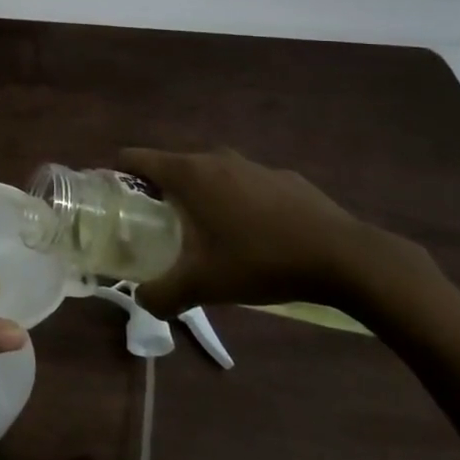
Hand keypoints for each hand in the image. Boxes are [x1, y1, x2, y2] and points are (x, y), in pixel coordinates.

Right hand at [122, 147, 427, 317]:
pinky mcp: (285, 178)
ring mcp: (253, 165)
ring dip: (200, 200)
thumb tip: (143, 301)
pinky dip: (237, 205)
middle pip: (172, 168)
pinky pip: (245, 186)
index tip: (114, 203)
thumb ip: (163, 294)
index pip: (135, 158)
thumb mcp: (204, 285)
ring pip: (211, 176)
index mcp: (189, 173)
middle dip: (159, 195)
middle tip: (157, 230)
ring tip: (206, 238)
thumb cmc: (260, 261)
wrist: (345, 257)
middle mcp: (216, 158)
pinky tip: (254, 240)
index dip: (117, 176)